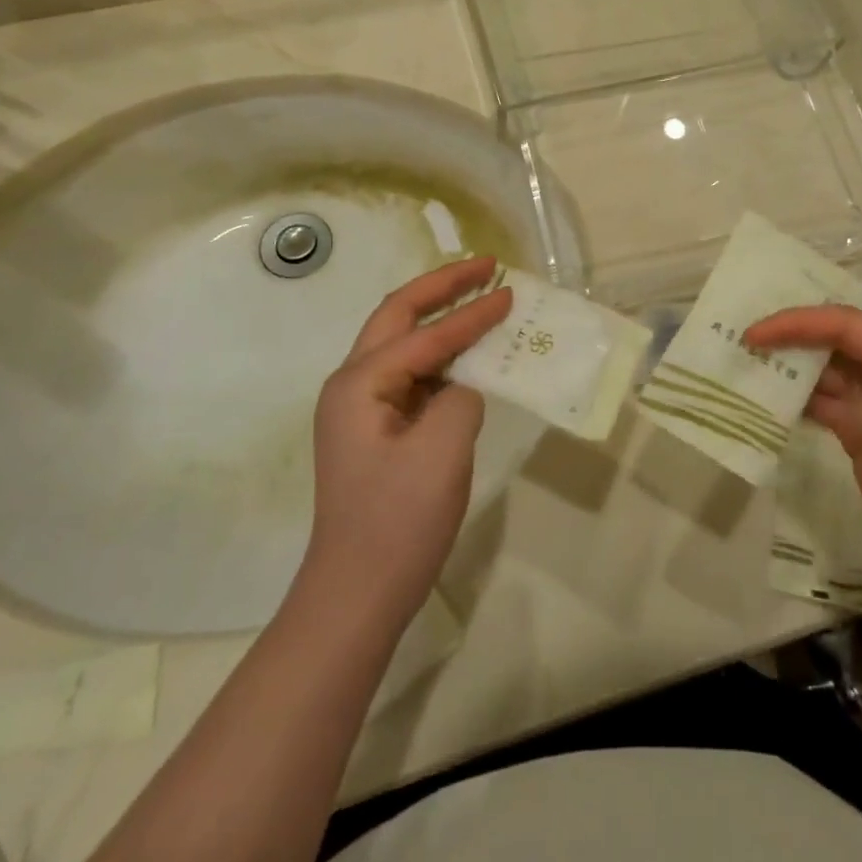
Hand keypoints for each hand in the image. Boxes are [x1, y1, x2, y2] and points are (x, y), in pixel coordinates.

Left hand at [305, 258, 510, 623]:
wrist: (357, 595)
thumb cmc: (397, 522)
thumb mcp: (442, 450)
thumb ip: (461, 397)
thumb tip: (463, 385)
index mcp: (360, 382)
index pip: (425, 334)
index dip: (470, 312)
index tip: (509, 290)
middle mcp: (352, 384)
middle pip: (399, 316)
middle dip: (441, 287)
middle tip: (484, 266)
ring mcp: (361, 408)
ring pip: (403, 344)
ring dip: (440, 318)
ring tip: (479, 296)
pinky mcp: (376, 430)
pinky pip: (411, 377)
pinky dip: (440, 357)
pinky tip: (468, 355)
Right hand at [746, 306, 861, 613]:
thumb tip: (833, 390)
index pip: (853, 327)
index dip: (803, 323)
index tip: (756, 334)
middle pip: (834, 337)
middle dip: (789, 333)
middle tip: (742, 342)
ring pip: (823, 365)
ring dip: (786, 361)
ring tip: (743, 363)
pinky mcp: (859, 428)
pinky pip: (819, 397)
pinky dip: (791, 393)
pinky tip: (765, 397)